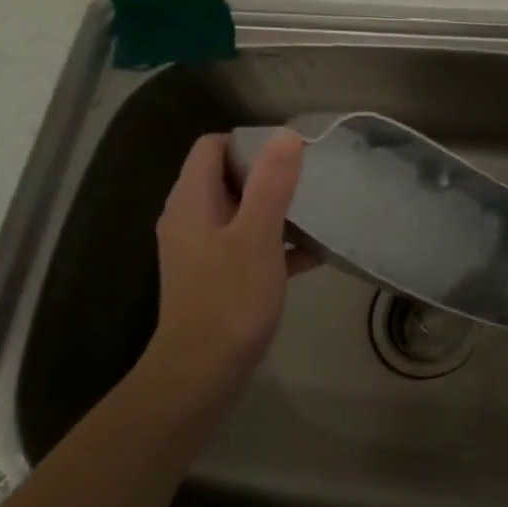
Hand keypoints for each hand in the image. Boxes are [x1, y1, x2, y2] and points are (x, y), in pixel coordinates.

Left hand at [142, 131, 314, 394]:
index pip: (211, 146)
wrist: (202, 372)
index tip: (289, 154)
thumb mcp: (257, 235)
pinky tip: (313, 254)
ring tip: (317, 211)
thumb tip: (286, 134)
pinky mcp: (217, 275)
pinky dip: (276, 242)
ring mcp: (202, 249)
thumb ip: (271, 183)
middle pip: (228, 175)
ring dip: (277, 208)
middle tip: (310, 179)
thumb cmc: (229, 298)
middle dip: (269, 173)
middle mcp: (191, 218)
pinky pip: (248, 243)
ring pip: (242, 210)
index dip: (249, 141)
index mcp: (191, 201)